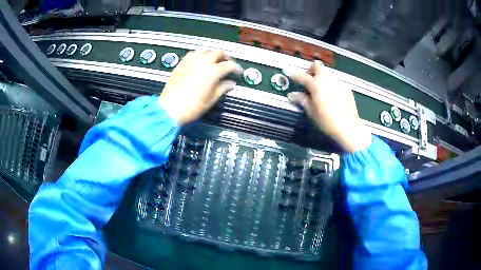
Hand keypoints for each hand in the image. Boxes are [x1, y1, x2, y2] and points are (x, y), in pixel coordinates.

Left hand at [159, 49, 242, 124]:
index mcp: (212, 72)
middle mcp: (202, 62)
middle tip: (229, 64)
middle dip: (226, 57)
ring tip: (215, 59)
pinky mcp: (182, 64)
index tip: (238, 72)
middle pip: (218, 53)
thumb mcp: (211, 100)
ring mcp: (191, 61)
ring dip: (213, 52)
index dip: (236, 68)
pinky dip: (200, 54)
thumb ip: (222, 88)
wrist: (170, 109)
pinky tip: (200, 60)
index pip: (229, 65)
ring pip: (205, 49)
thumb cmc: (190, 107)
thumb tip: (230, 83)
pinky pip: (193, 53)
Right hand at [285, 60, 371, 152]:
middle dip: (311, 70)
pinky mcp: (346, 88)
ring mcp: (338, 82)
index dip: (293, 74)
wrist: (349, 128)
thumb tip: (292, 95)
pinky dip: (330, 84)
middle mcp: (327, 79)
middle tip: (308, 82)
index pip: (302, 76)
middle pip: (317, 66)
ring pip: (327, 73)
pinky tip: (331, 97)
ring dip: (321, 77)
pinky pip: (335, 81)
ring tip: (320, 91)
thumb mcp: (312, 112)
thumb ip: (302, 100)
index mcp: (316, 84)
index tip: (286, 71)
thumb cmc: (327, 121)